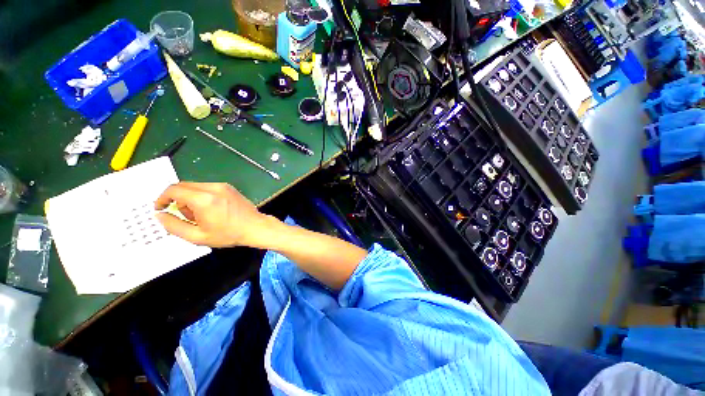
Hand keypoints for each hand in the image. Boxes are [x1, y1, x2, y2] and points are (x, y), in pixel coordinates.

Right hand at [154, 182, 276, 247]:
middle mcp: (213, 187)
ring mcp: (223, 186)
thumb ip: (174, 226)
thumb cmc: (228, 234)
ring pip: (195, 186)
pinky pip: (207, 187)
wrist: (255, 227)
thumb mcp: (197, 236)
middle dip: (177, 200)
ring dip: (190, 198)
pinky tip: (211, 210)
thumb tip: (159, 215)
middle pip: (183, 186)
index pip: (173, 190)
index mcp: (203, 199)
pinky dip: (202, 196)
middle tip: (185, 216)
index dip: (161, 198)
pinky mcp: (229, 187)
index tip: (160, 208)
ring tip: (201, 216)